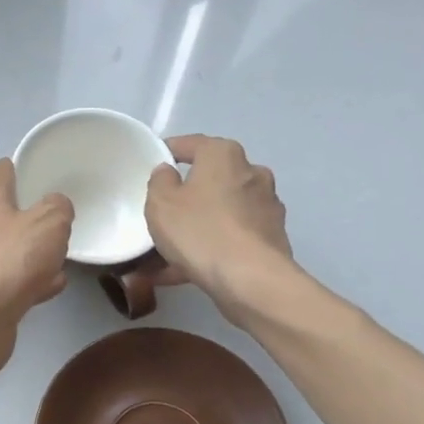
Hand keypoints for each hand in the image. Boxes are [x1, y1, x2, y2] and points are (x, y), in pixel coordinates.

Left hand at [0, 159, 73, 331]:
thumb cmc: (9, 260)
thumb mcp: (50, 222)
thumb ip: (59, 207)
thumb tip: (56, 207)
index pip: (3, 170)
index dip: (25, 169)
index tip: (47, 177)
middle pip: (4, 211)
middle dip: (31, 216)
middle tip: (60, 222)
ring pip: (8, 248)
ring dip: (32, 252)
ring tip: (60, 258)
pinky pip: (9, 279)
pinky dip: (28, 281)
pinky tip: (52, 287)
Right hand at [146, 135, 292, 311]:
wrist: (250, 279)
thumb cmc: (200, 231)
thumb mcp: (160, 203)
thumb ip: (159, 181)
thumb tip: (168, 173)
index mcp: (224, 155)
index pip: (192, 144)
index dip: (168, 152)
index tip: (152, 164)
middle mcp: (251, 173)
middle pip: (210, 179)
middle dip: (186, 196)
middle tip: (161, 214)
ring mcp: (266, 206)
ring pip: (220, 212)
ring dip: (196, 227)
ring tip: (166, 254)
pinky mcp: (271, 238)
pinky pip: (231, 237)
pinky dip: (210, 248)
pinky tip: (183, 271)